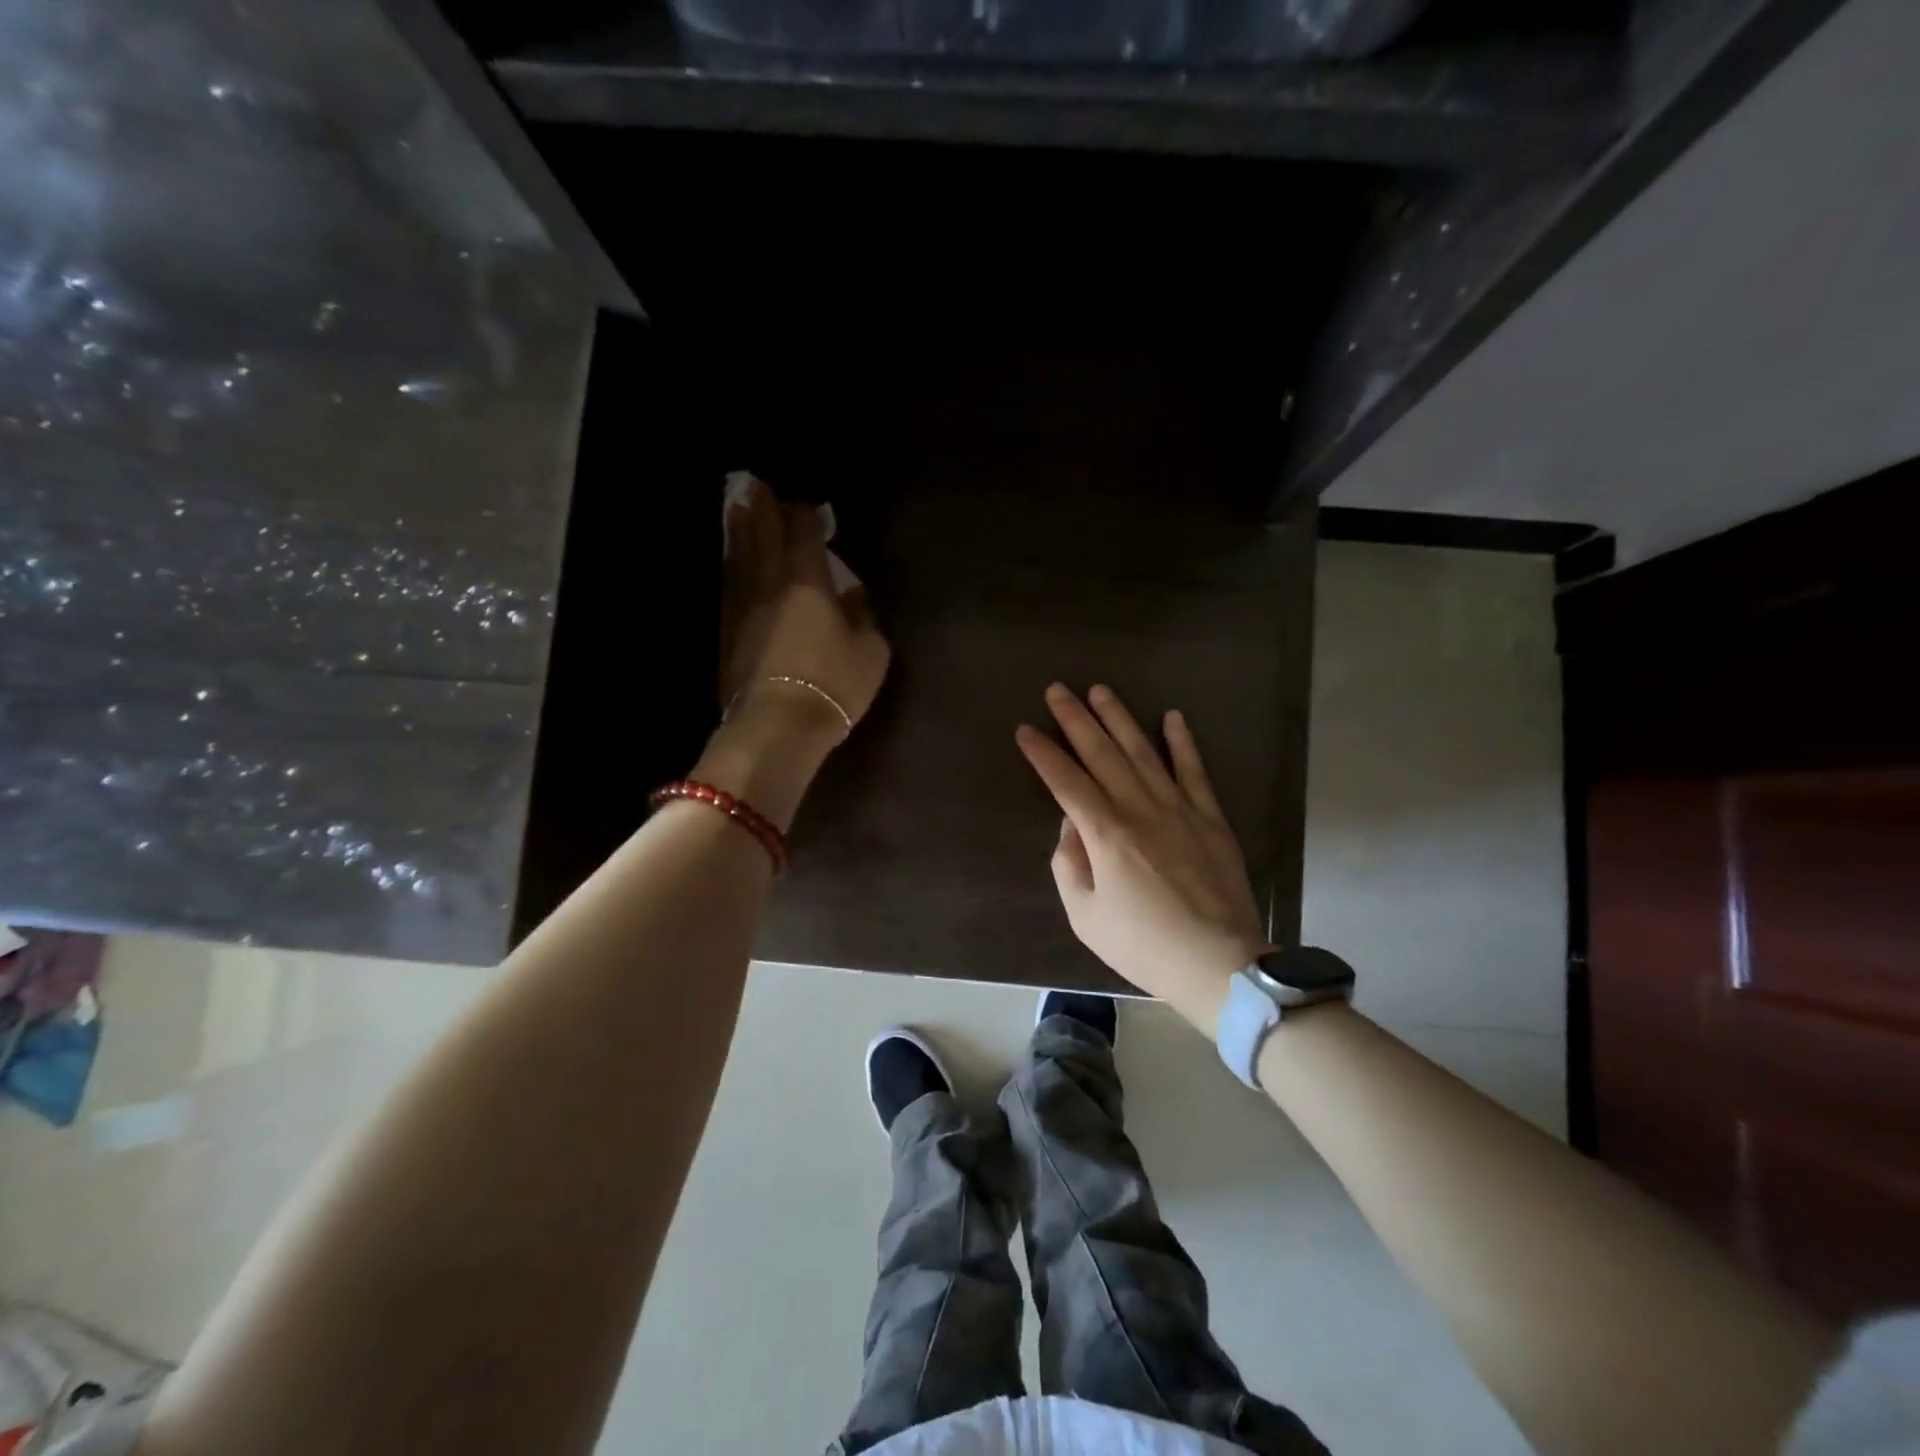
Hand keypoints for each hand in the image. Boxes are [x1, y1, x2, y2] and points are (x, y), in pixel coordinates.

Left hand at [697, 477, 889, 830]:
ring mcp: (743, 607)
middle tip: (755, 486)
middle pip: (762, 536)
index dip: (805, 516)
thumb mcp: (870, 650)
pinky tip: (732, 565)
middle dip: (761, 509)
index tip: (807, 505)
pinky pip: (730, 587)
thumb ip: (863, 615)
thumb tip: (852, 593)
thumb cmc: (833, 684)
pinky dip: (731, 568)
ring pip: (739, 558)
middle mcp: (770, 584)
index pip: (803, 534)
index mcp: (808, 581)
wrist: (777, 725)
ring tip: (736, 511)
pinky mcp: (727, 632)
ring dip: (738, 531)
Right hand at [1016, 684, 1268, 1030]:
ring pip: (1144, 753)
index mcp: (1106, 835)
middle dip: (1076, 720)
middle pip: (1102, 755)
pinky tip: (1173, 717)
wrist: (1219, 964)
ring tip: (1101, 691)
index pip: (1066, 782)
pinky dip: (1183, 743)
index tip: (1026, 730)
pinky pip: (1194, 771)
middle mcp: (1140, 810)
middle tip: (1057, 690)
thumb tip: (1071, 826)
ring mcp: (1179, 809)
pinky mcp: (1210, 818)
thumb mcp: (1085, 917)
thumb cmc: (1143, 945)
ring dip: (1120, 719)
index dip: (1043, 754)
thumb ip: (1070, 865)